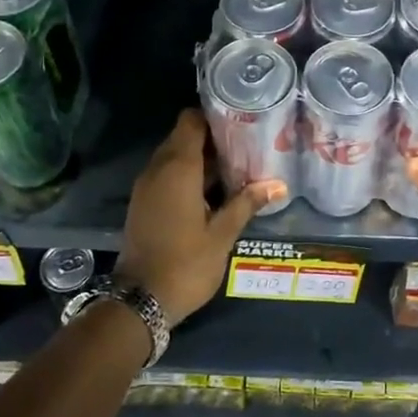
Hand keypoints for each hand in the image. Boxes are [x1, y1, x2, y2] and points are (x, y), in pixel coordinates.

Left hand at [116, 109, 280, 326]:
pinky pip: (166, 175)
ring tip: (236, 165)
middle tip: (246, 143)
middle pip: (183, 137)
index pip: (190, 121)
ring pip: (174, 157)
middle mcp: (158, 169)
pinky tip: (214, 190)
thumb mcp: (222, 235)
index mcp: (178, 169)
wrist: (140, 300)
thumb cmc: (186, 264)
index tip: (240, 120)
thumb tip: (278, 185)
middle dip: (212, 137)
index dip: (213, 116)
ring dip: (200, 158)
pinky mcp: (143, 203)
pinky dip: (187, 175)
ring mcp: (147, 187)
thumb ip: (247, 204)